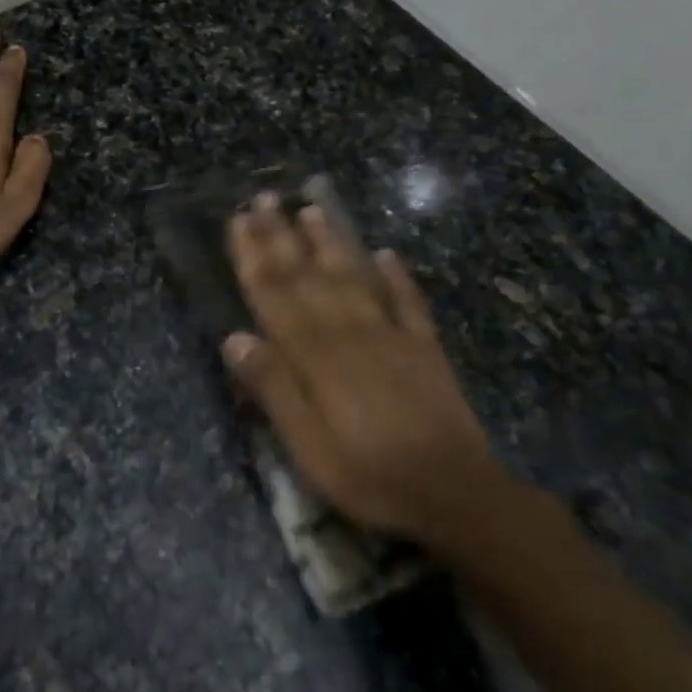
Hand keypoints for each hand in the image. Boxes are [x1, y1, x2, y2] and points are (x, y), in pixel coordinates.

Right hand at [222, 193, 512, 546]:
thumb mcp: (307, 446)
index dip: (254, 257)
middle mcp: (349, 333)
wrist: (456, 493)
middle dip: (282, 236)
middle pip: (308, 277)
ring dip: (330, 243)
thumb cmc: (369, 475)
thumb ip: (274, 388)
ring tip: (313, 209)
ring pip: (353, 278)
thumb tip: (235, 337)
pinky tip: (386, 254)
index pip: (275, 295)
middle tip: (264, 198)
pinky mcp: (425, 349)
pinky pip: (407, 302)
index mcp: (315, 357)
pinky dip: (396, 277)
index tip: (239, 220)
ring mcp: (391, 336)